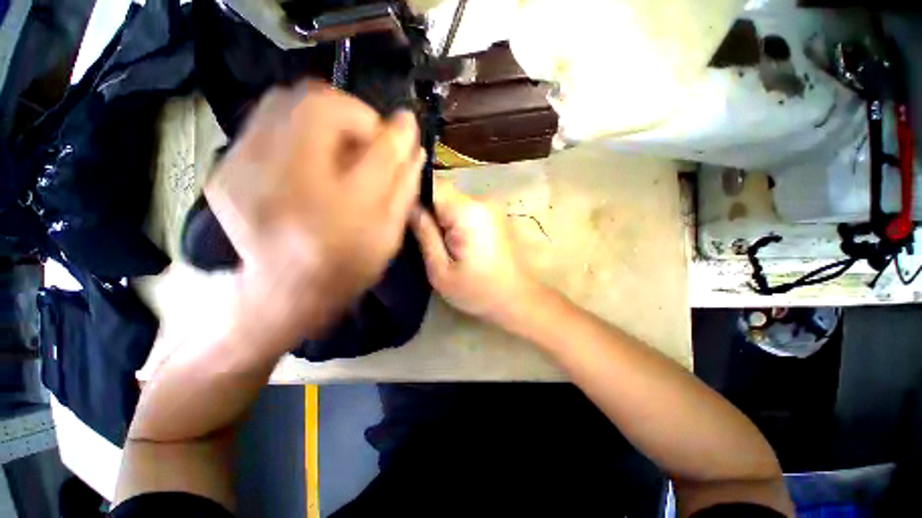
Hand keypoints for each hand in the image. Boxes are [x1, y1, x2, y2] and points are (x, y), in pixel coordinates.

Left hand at [205, 82, 423, 350]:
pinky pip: (263, 123)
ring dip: (322, 114)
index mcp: (344, 210)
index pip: (378, 149)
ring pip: (283, 102)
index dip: (395, 131)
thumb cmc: (347, 266)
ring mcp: (245, 172)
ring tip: (337, 142)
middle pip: (319, 104)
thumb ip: (404, 186)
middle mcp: (290, 184)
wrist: (283, 292)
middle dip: (353, 111)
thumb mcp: (388, 234)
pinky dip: (294, 127)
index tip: (404, 126)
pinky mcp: (226, 171)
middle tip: (366, 136)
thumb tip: (412, 143)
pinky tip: (307, 156)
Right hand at [411, 179, 537, 323]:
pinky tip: (456, 241)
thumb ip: (424, 234)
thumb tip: (409, 207)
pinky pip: (466, 209)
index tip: (403, 215)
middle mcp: (482, 201)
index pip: (433, 185)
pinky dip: (455, 220)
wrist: (518, 299)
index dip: (414, 195)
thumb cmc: (478, 291)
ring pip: (454, 201)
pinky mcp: (495, 215)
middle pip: (444, 192)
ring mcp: (491, 207)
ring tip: (439, 242)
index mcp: (467, 213)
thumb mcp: (441, 271)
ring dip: (442, 216)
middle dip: (428, 209)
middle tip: (419, 235)